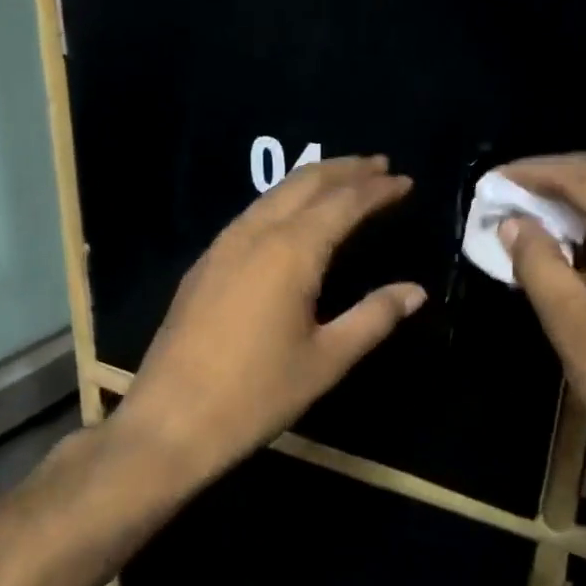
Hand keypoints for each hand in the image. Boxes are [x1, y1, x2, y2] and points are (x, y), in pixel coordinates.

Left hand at [113, 156, 425, 489]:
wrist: (172, 420)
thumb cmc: (257, 394)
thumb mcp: (327, 360)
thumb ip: (373, 318)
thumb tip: (414, 291)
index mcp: (291, 252)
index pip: (343, 203)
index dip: (377, 190)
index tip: (405, 181)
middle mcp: (255, 235)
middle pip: (304, 183)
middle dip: (345, 170)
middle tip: (379, 165)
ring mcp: (222, 247)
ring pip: (273, 195)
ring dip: (312, 181)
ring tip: (343, 181)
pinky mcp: (203, 266)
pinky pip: (251, 215)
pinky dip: (283, 202)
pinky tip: (290, 218)